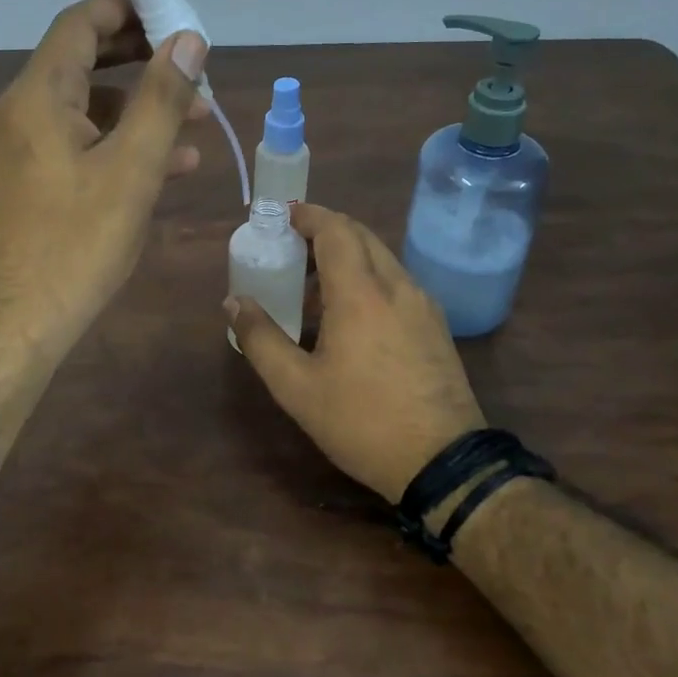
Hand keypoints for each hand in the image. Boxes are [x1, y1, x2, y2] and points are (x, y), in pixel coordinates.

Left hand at [0, 0, 207, 362]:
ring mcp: (24, 149)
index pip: (80, 25)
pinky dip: (122, 142)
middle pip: (84, 61)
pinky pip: (81, 144)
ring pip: (89, 107)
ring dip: (141, 105)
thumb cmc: (75, 244)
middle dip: (142, 56)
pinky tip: (169, 163)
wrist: (14, 323)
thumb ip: (162, 99)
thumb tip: (189, 40)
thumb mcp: (131, 168)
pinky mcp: (32, 182)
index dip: (126, 7)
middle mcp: (23, 112)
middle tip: (192, 58)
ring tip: (200, 117)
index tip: (172, 6)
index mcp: (39, 96)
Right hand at [227, 203, 485, 503]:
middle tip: (291, 246)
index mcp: (360, 293)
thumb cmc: (361, 421)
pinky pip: (397, 281)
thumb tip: (234, 301)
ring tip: (314, 284)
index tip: (282, 215)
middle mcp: (396, 286)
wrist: (443, 461)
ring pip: (382, 257)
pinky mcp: (436, 325)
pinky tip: (352, 313)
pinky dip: (369, 276)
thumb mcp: (296, 387)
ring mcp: (423, 304)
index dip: (307, 215)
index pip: (335, 230)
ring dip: (348, 254)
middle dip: (325, 230)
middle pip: (361, 235)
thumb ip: (260, 338)